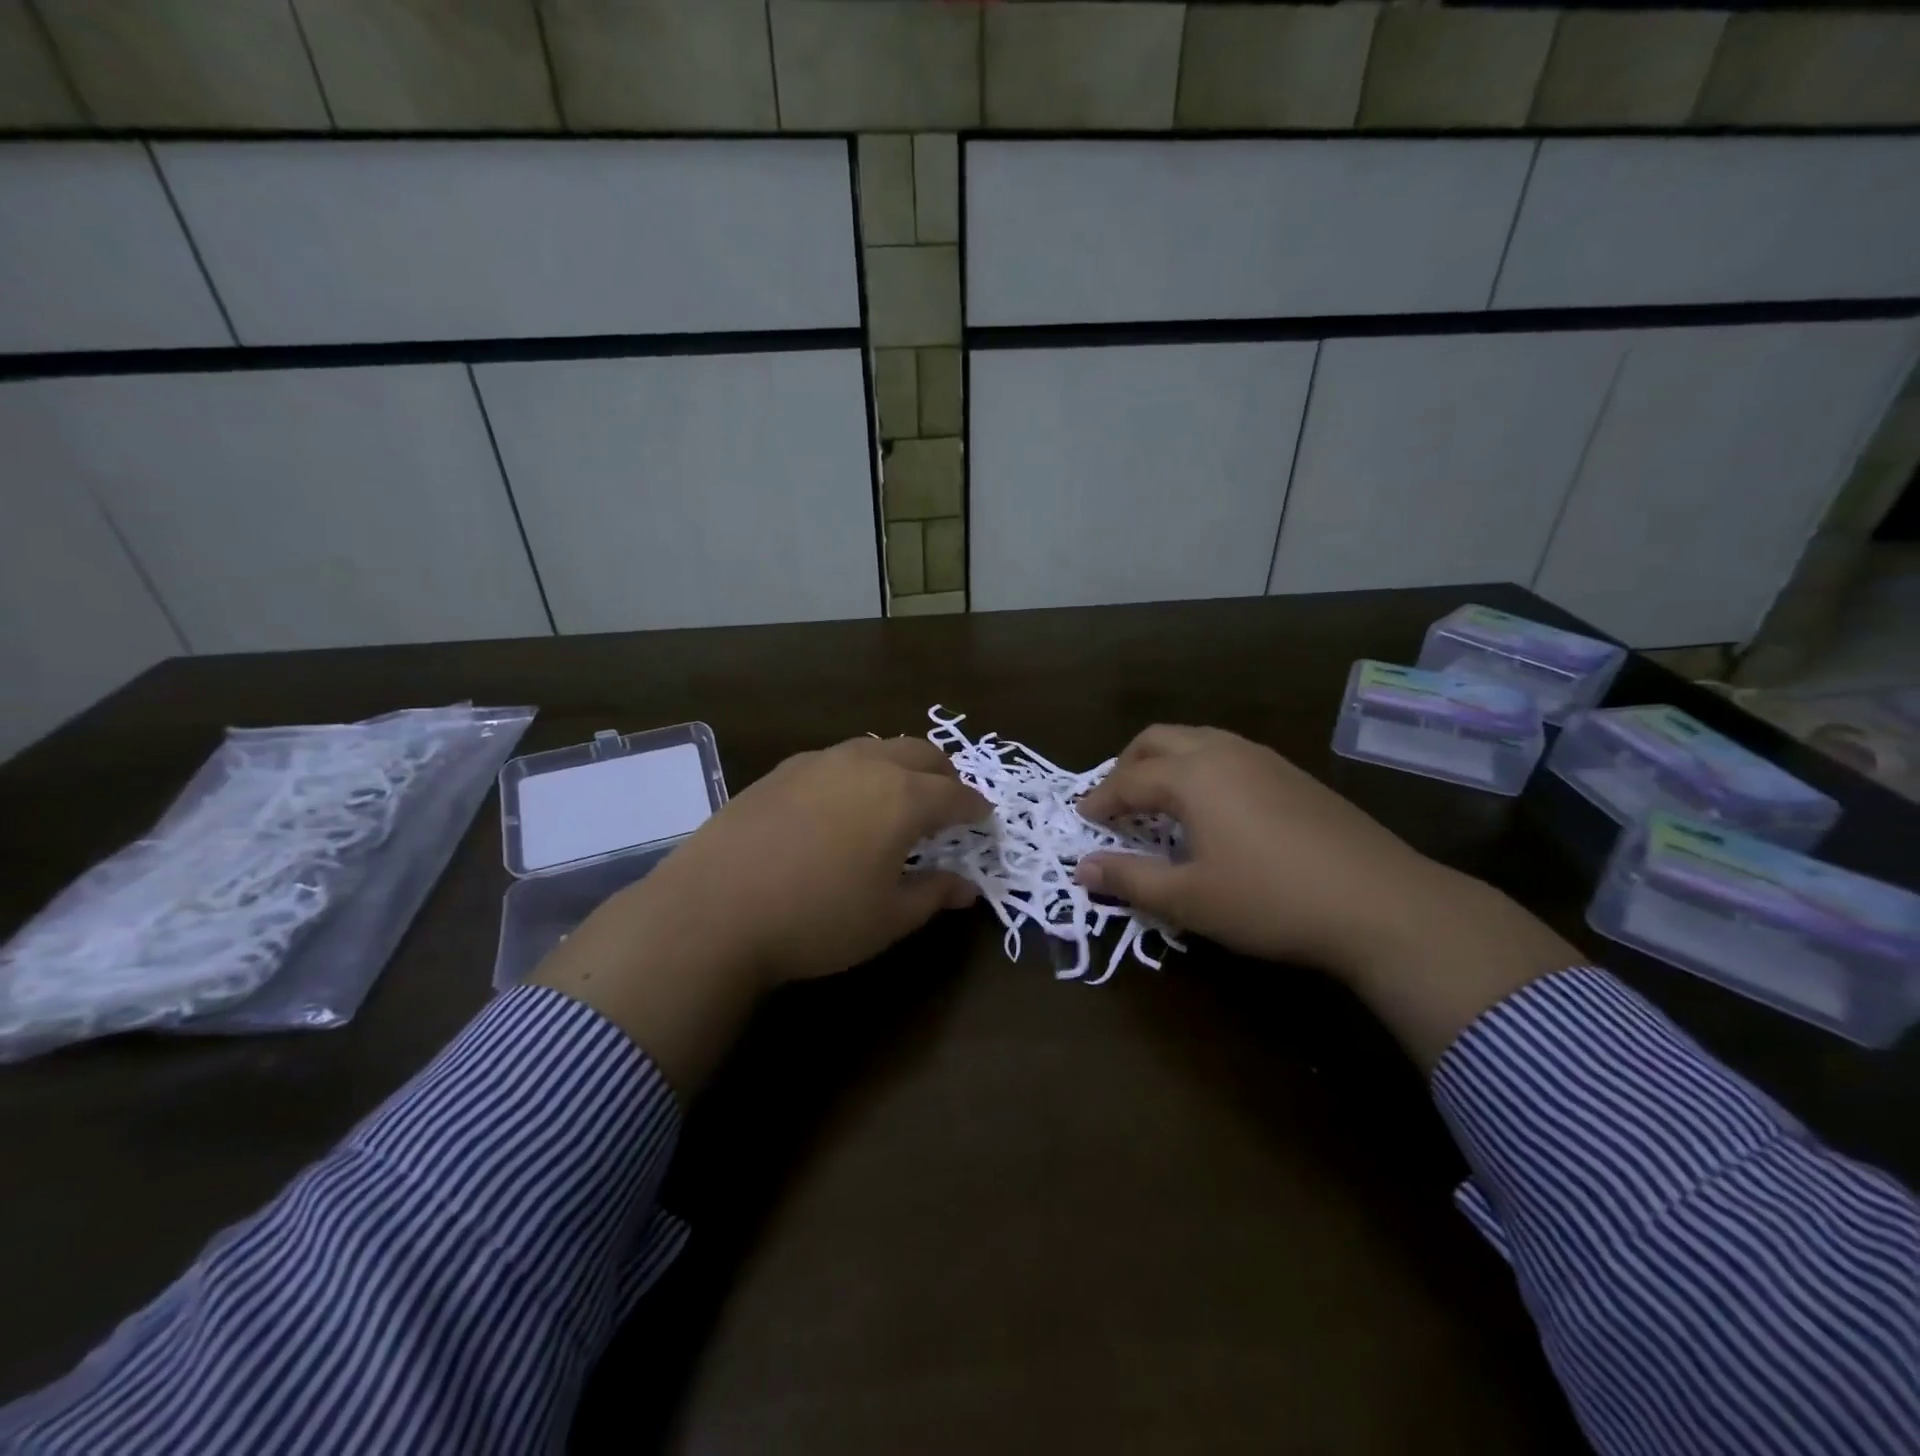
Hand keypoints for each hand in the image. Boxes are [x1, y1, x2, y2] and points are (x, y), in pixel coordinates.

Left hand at [532, 736, 986, 1093]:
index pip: (956, 795)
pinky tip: (843, 803)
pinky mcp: (783, 769)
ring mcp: (821, 761)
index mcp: (903, 798)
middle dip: (944, 775)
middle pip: (922, 754)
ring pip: (878, 747)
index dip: (975, 808)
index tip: (983, 820)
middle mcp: (867, 765)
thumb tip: (968, 887)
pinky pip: (838, 758)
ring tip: (898, 797)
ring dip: (901, 766)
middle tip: (948, 803)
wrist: (713, 909)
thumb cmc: (816, 920)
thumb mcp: (887, 918)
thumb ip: (934, 894)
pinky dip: (859, 771)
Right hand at [1076, 725, 1576, 1067]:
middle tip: (1116, 802)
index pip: (1128, 780)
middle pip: (1158, 739)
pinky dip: (1200, 768)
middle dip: (1128, 765)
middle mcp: (1224, 752)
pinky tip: (1213, 809)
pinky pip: (1228, 753)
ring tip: (1158, 802)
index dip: (1100, 800)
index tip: (1082, 818)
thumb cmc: (1271, 900)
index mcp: (1193, 776)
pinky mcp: (1294, 774)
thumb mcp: (1190, 899)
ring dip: (1166, 762)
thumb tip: (1081, 869)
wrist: (1383, 904)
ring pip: (1197, 739)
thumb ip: (1130, 880)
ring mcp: (1264, 758)